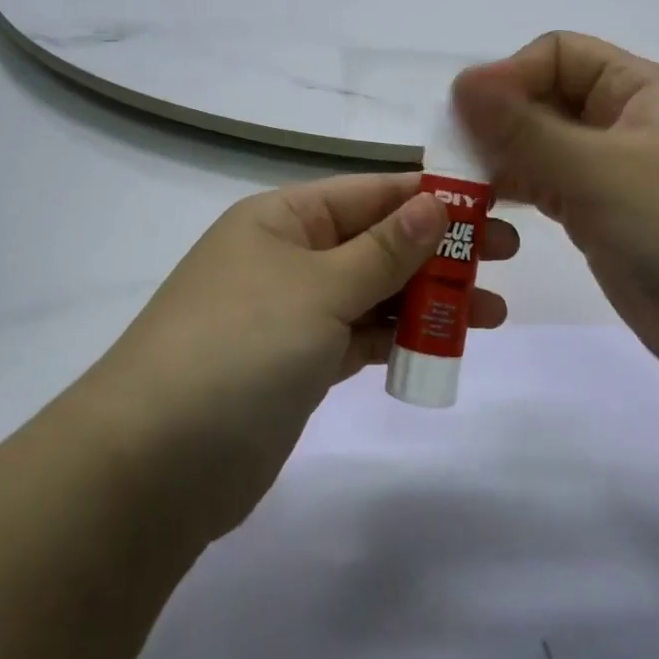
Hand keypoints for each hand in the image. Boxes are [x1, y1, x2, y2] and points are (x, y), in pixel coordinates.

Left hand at [94, 175, 516, 539]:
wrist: (153, 466)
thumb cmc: (239, 348)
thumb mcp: (318, 288)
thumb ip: (384, 250)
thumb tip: (435, 204)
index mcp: (283, 218)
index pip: (371, 193)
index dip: (431, 195)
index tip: (493, 202)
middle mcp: (287, 256)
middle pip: (378, 241)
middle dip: (440, 249)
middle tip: (506, 256)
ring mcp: (292, 313)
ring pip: (374, 292)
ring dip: (429, 298)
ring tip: (492, 311)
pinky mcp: (298, 364)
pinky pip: (360, 336)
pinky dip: (399, 337)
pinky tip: (443, 342)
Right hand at [451, 33, 658, 382]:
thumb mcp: (600, 170)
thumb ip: (525, 128)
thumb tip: (460, 81)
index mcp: (638, 89)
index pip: (559, 54)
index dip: (512, 75)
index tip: (470, 113)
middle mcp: (621, 121)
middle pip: (544, 97)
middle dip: (498, 117)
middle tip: (451, 151)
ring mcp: (609, 170)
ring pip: (539, 144)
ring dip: (499, 156)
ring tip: (458, 181)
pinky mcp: (597, 214)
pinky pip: (544, 185)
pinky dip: (513, 188)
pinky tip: (481, 203)